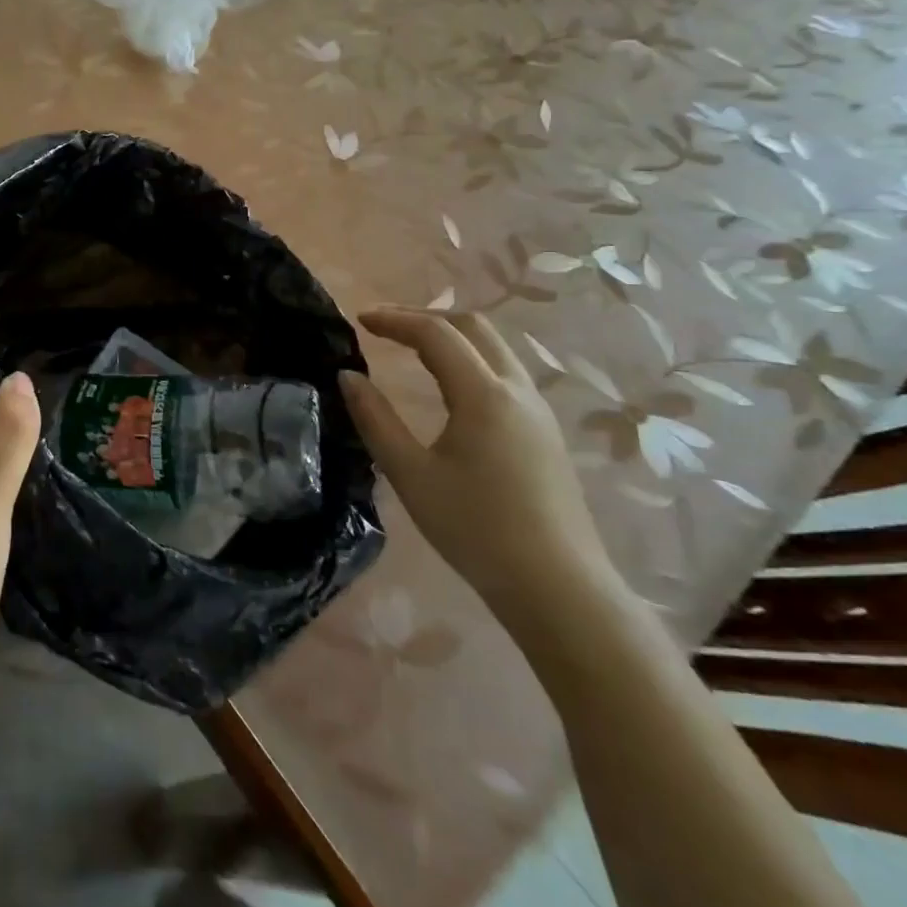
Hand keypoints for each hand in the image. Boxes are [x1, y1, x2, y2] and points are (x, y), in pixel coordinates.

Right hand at [338, 307, 615, 628]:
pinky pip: (505, 372)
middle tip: (385, 327)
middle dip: (425, 317)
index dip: (394, 320)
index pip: (435, 334)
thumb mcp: (410, 474)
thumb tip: (348, 376)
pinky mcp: (545, 433)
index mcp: (483, 394)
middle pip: (473, 327)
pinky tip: (449, 386)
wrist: (558, 589)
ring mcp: (538, 411)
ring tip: (411, 348)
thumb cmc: (475, 529)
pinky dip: (470, 359)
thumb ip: (375, 419)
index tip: (359, 321)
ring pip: (495, 348)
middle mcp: (517, 390)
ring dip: (451, 336)